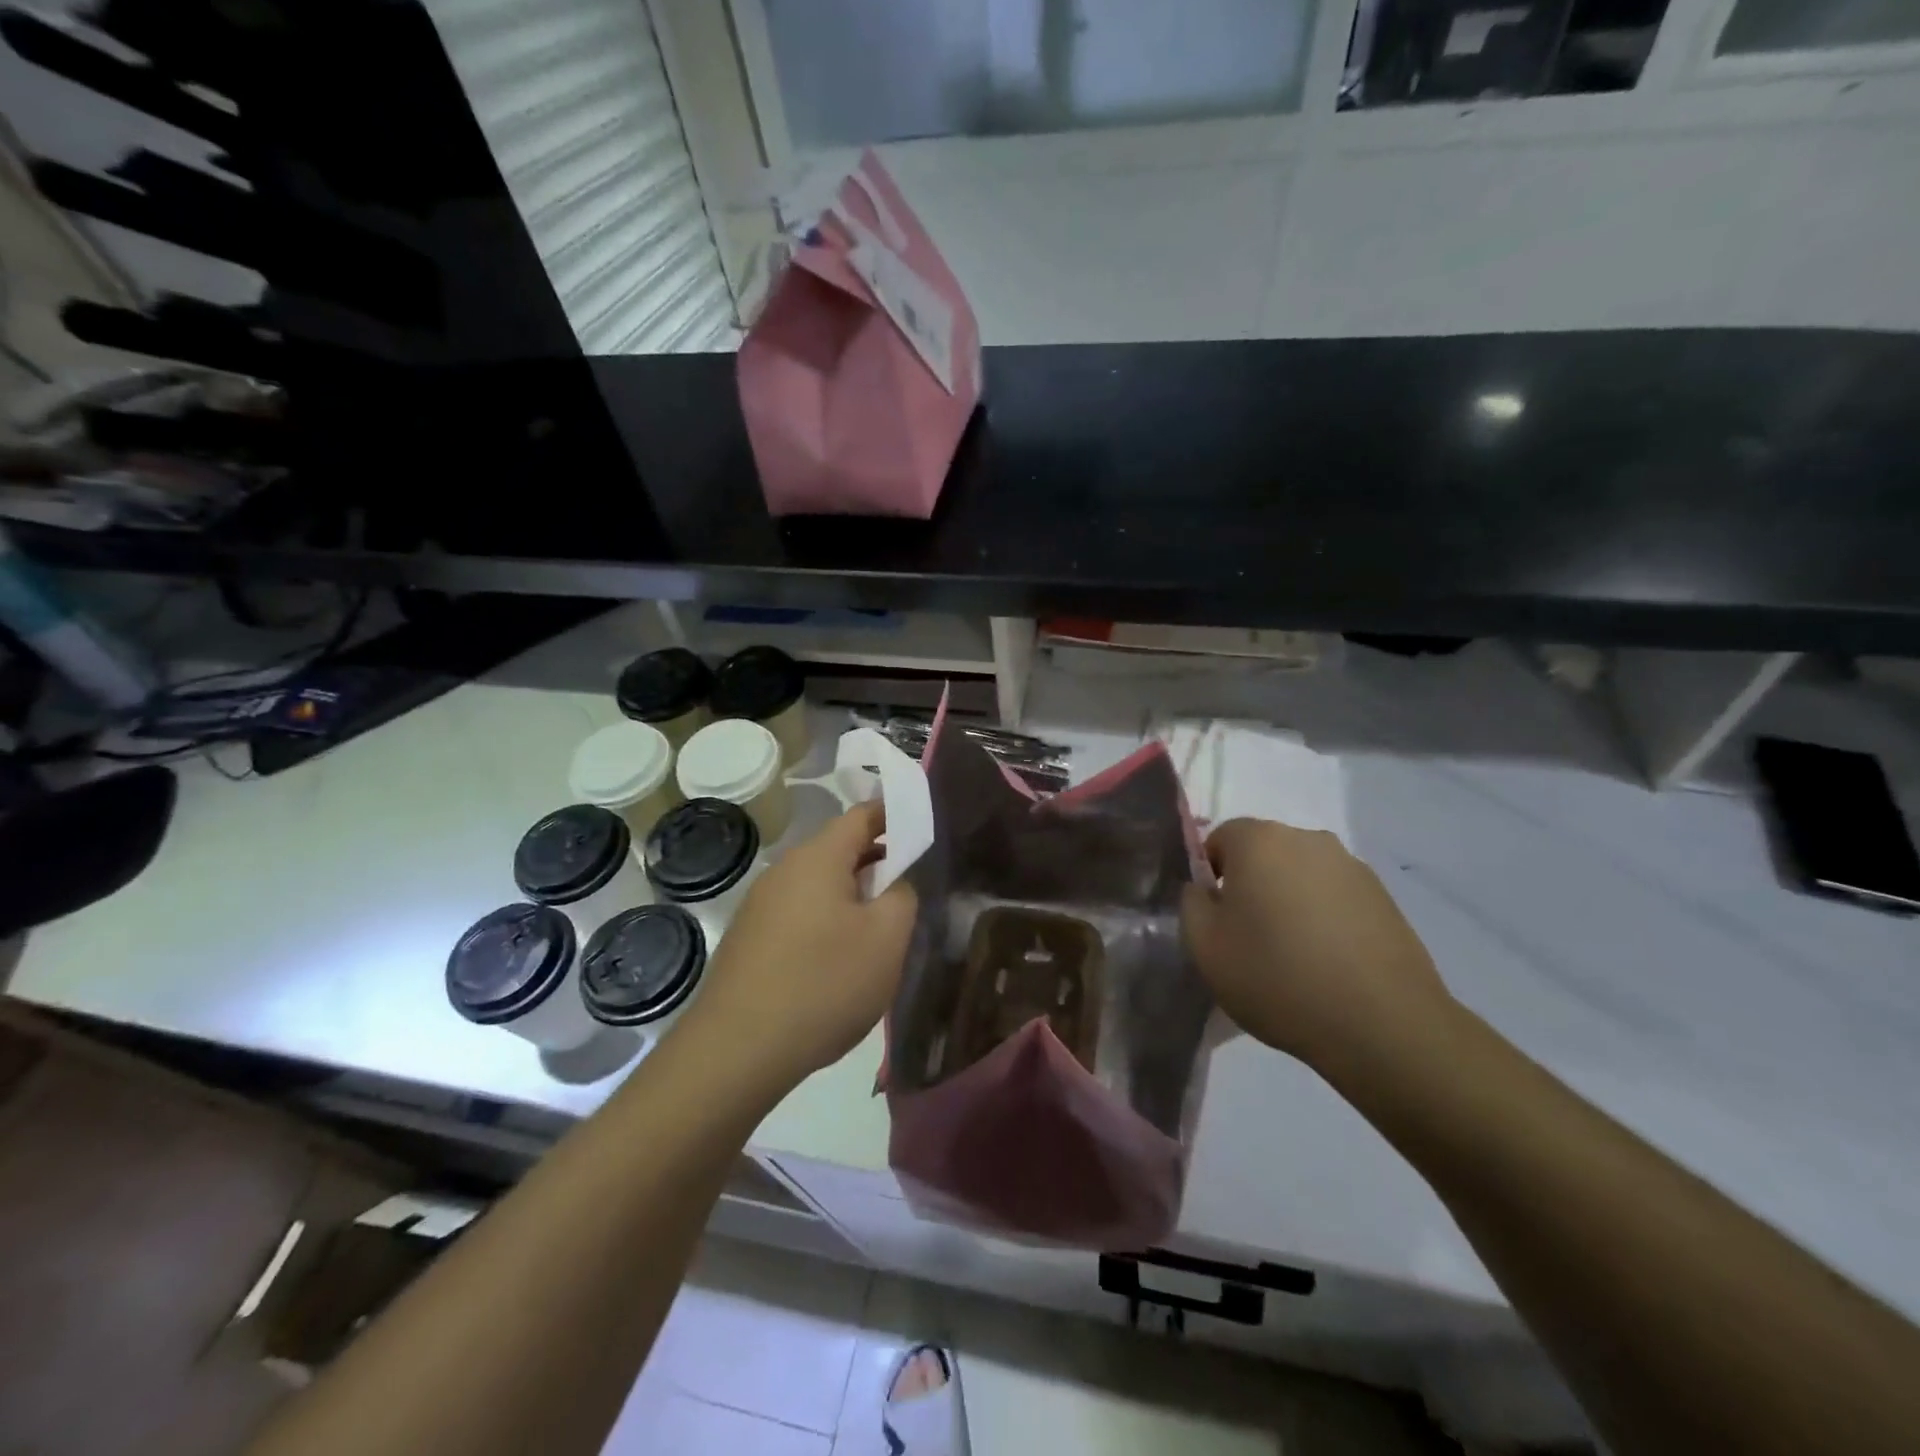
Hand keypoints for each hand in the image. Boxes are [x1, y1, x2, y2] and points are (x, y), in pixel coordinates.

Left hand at [686, 802, 916, 1092]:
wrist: (736, 1050)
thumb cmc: (823, 983)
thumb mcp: (886, 939)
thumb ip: (903, 896)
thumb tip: (895, 882)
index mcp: (817, 858)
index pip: (862, 815)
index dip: (894, 816)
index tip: (922, 830)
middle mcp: (783, 870)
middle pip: (839, 850)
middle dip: (877, 862)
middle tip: (910, 888)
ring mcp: (759, 905)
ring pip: (818, 885)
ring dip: (851, 896)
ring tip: (879, 929)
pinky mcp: (748, 939)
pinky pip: (798, 913)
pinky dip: (826, 922)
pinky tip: (837, 960)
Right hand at [1181, 818, 1452, 1074]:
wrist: (1382, 1025)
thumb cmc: (1277, 977)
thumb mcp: (1204, 947)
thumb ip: (1191, 905)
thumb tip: (1204, 890)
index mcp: (1259, 840)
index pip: (1219, 839)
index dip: (1210, 878)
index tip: (1216, 920)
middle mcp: (1307, 839)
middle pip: (1263, 854)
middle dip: (1251, 886)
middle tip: (1249, 939)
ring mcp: (1352, 866)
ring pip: (1301, 876)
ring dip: (1289, 902)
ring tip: (1293, 957)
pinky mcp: (1384, 898)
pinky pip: (1335, 898)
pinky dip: (1324, 920)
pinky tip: (1328, 965)